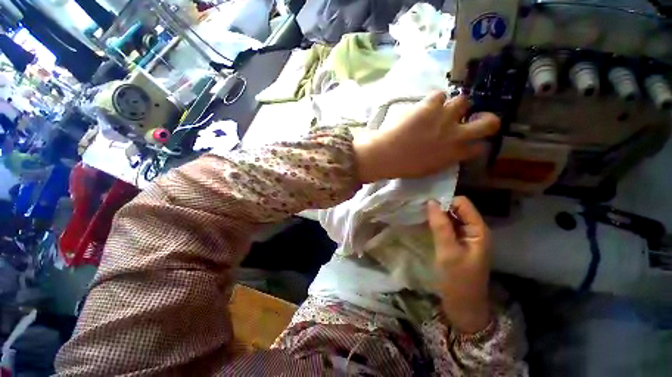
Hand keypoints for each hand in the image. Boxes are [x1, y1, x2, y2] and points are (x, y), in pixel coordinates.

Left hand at [354, 92, 499, 182]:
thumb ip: (444, 159)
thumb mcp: (428, 169)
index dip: (477, 142)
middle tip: (475, 117)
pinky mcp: (430, 106)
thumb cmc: (403, 166)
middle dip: (487, 119)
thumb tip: (449, 151)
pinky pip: (439, 95)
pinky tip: (424, 106)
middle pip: (489, 122)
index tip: (471, 140)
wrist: (386, 155)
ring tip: (440, 109)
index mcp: (453, 155)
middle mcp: (455, 135)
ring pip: (463, 101)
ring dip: (454, 105)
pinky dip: (433, 100)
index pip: (479, 148)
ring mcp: (445, 118)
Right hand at [427, 196, 490, 333]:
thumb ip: (441, 226)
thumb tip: (431, 202)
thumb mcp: (449, 252)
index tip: (426, 206)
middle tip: (420, 211)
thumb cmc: (459, 280)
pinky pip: (447, 227)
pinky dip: (437, 224)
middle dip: (439, 208)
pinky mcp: (457, 243)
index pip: (462, 203)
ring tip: (420, 217)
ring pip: (450, 218)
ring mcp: (465, 237)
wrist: (464, 306)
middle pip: (456, 209)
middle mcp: (474, 229)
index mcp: (478, 229)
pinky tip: (426, 226)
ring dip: (437, 216)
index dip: (445, 202)